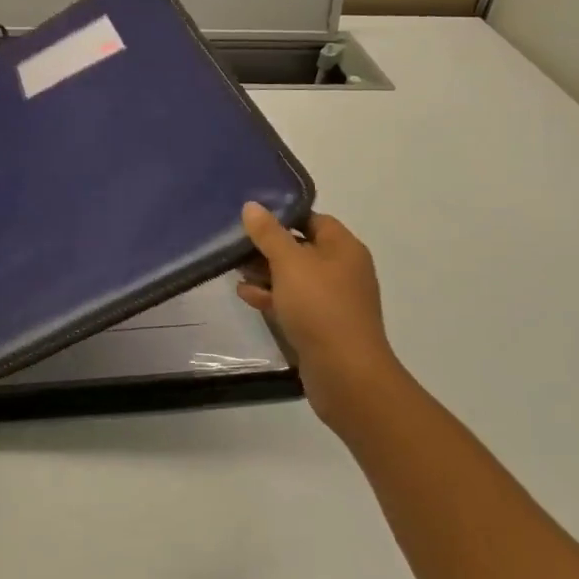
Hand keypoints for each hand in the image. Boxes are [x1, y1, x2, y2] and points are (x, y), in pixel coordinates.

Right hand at [237, 203, 404, 437]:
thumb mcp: (289, 263)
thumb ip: (269, 234)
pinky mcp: (320, 325)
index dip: (283, 216)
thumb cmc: (320, 307)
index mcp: (343, 248)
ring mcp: (332, 300)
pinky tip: (245, 295)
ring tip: (233, 269)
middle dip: (268, 247)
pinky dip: (271, 297)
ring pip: (294, 277)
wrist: (345, 372)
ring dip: (265, 273)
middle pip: (301, 248)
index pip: (312, 219)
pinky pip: (293, 302)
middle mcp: (342, 270)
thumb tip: (252, 206)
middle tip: (235, 244)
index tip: (250, 218)